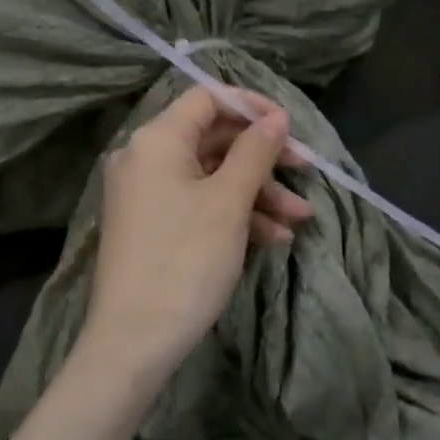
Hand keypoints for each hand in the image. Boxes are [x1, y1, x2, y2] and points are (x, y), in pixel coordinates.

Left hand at [79, 85, 311, 386]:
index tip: (290, 128)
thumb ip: (255, 152)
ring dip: (257, 193)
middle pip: (213, 139)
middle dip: (263, 158)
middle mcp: (145, 158)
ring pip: (211, 176)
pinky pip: (198, 204)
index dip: (251, 106)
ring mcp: (146, 194)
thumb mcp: (229, 202)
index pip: (207, 98)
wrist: (133, 341)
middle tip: (306, 172)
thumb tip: (276, 119)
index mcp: (157, 140)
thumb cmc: (185, 260)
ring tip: (299, 220)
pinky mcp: (152, 226)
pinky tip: (273, 239)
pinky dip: (234, 215)